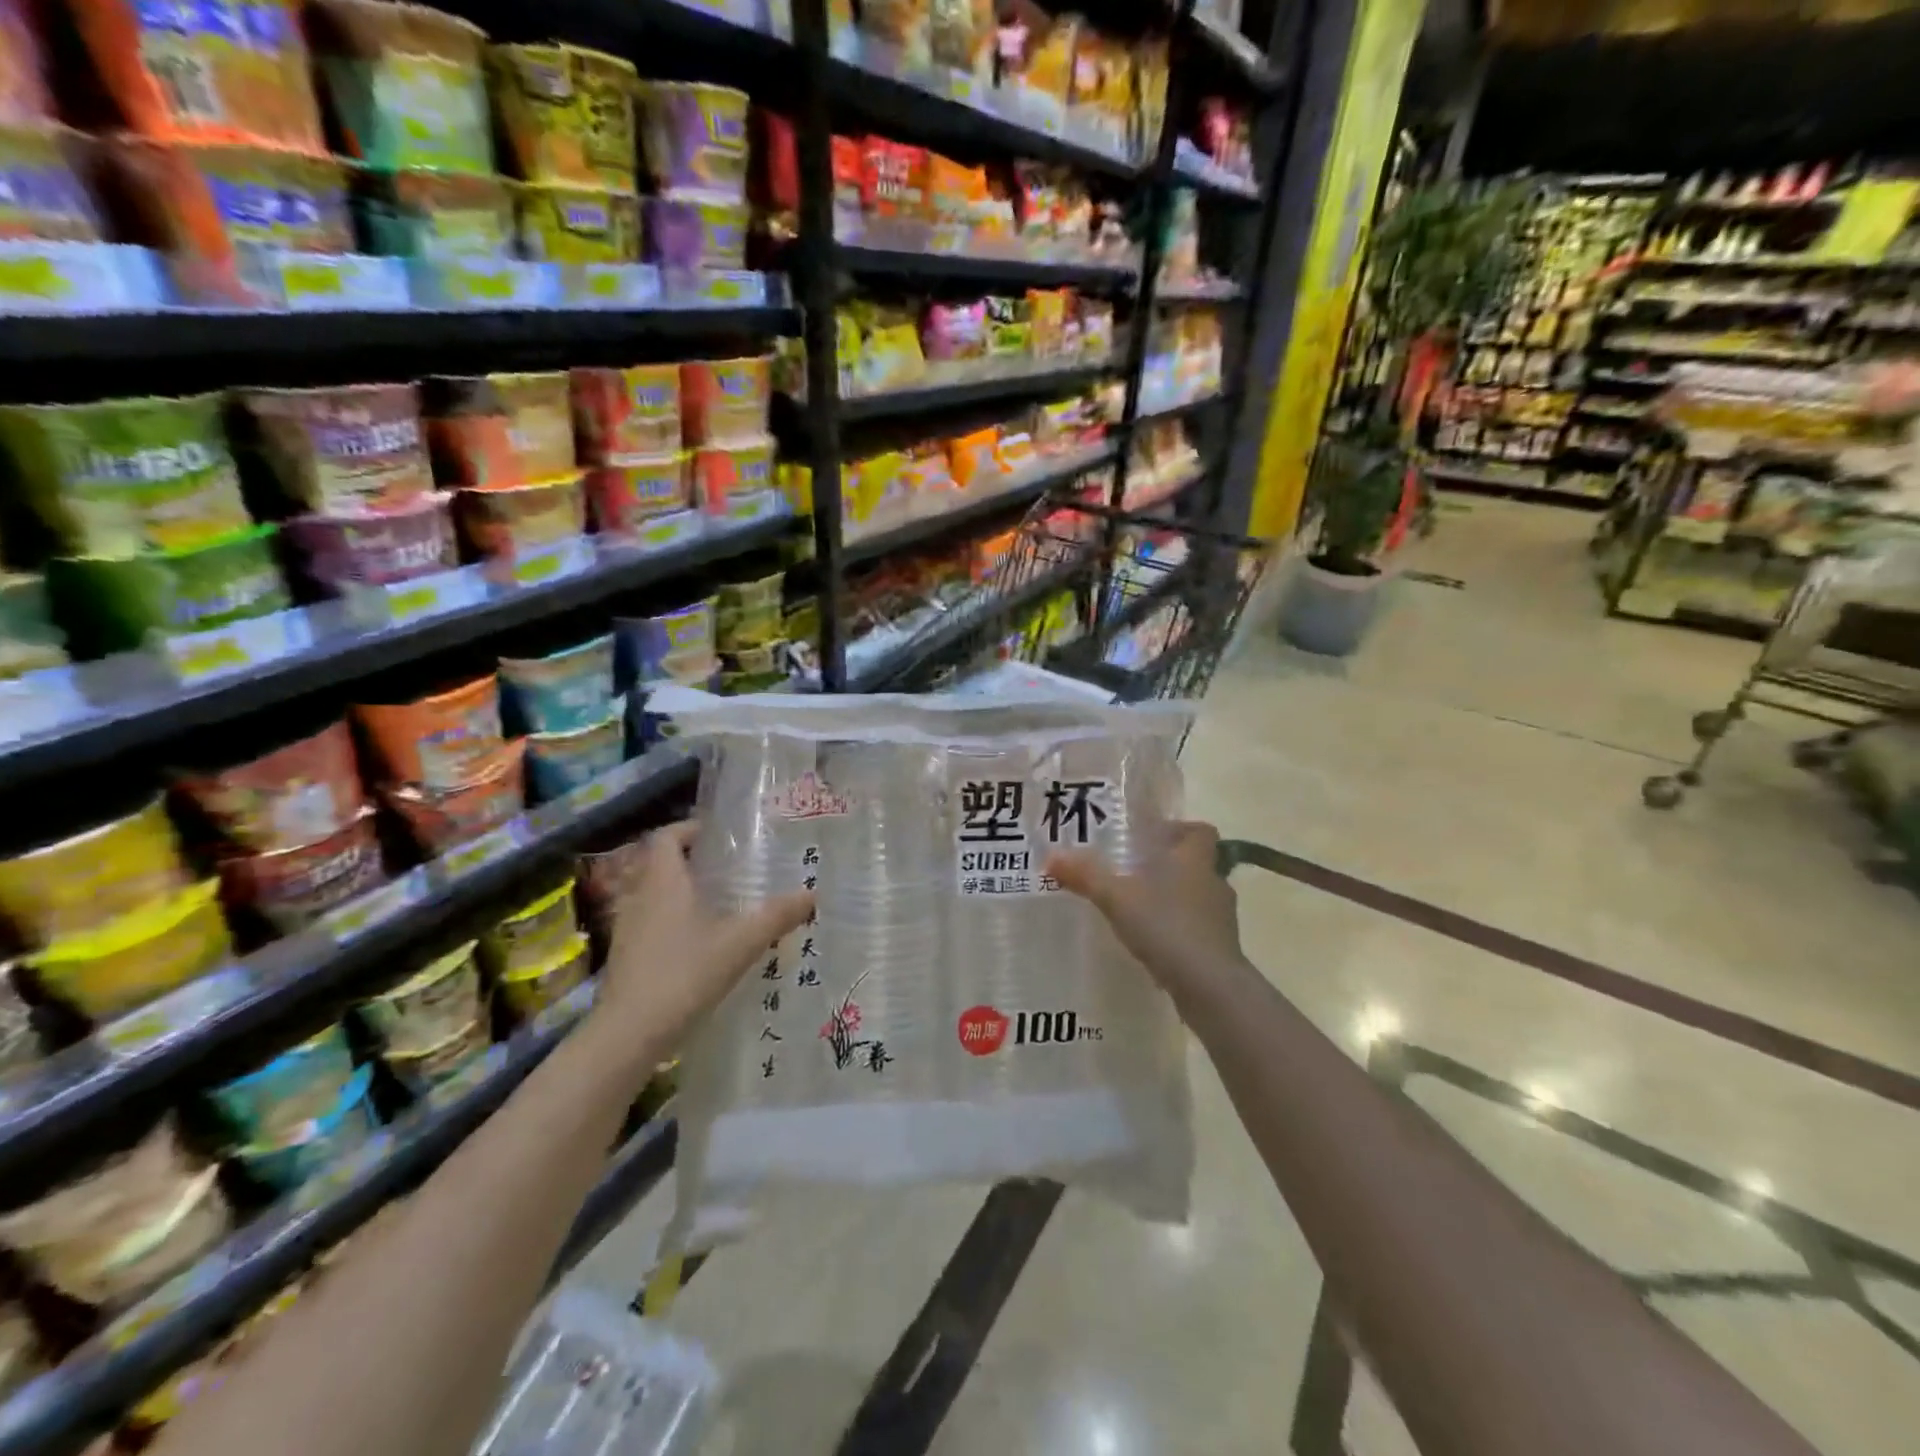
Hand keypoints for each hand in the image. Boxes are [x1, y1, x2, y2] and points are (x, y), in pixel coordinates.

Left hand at [595, 821, 813, 1053]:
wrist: (630, 1032)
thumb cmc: (685, 973)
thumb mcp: (741, 943)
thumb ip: (777, 916)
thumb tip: (812, 895)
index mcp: (663, 880)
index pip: (667, 836)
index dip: (690, 828)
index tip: (719, 835)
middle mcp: (639, 895)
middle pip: (659, 863)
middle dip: (690, 860)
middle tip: (726, 868)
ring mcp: (627, 927)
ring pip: (652, 893)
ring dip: (679, 891)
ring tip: (716, 903)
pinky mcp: (624, 955)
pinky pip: (648, 922)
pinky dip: (670, 920)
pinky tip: (697, 941)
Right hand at [1045, 821, 1242, 1002]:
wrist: (1209, 985)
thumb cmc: (1166, 925)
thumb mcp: (1116, 897)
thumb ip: (1085, 876)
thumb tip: (1051, 857)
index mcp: (1194, 859)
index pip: (1200, 831)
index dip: (1179, 830)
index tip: (1152, 839)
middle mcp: (1213, 882)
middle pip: (1196, 863)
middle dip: (1168, 866)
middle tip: (1134, 873)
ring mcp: (1221, 918)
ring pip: (1197, 897)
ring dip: (1173, 899)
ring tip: (1139, 910)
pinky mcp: (1221, 948)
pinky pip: (1198, 928)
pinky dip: (1178, 930)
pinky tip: (1154, 943)